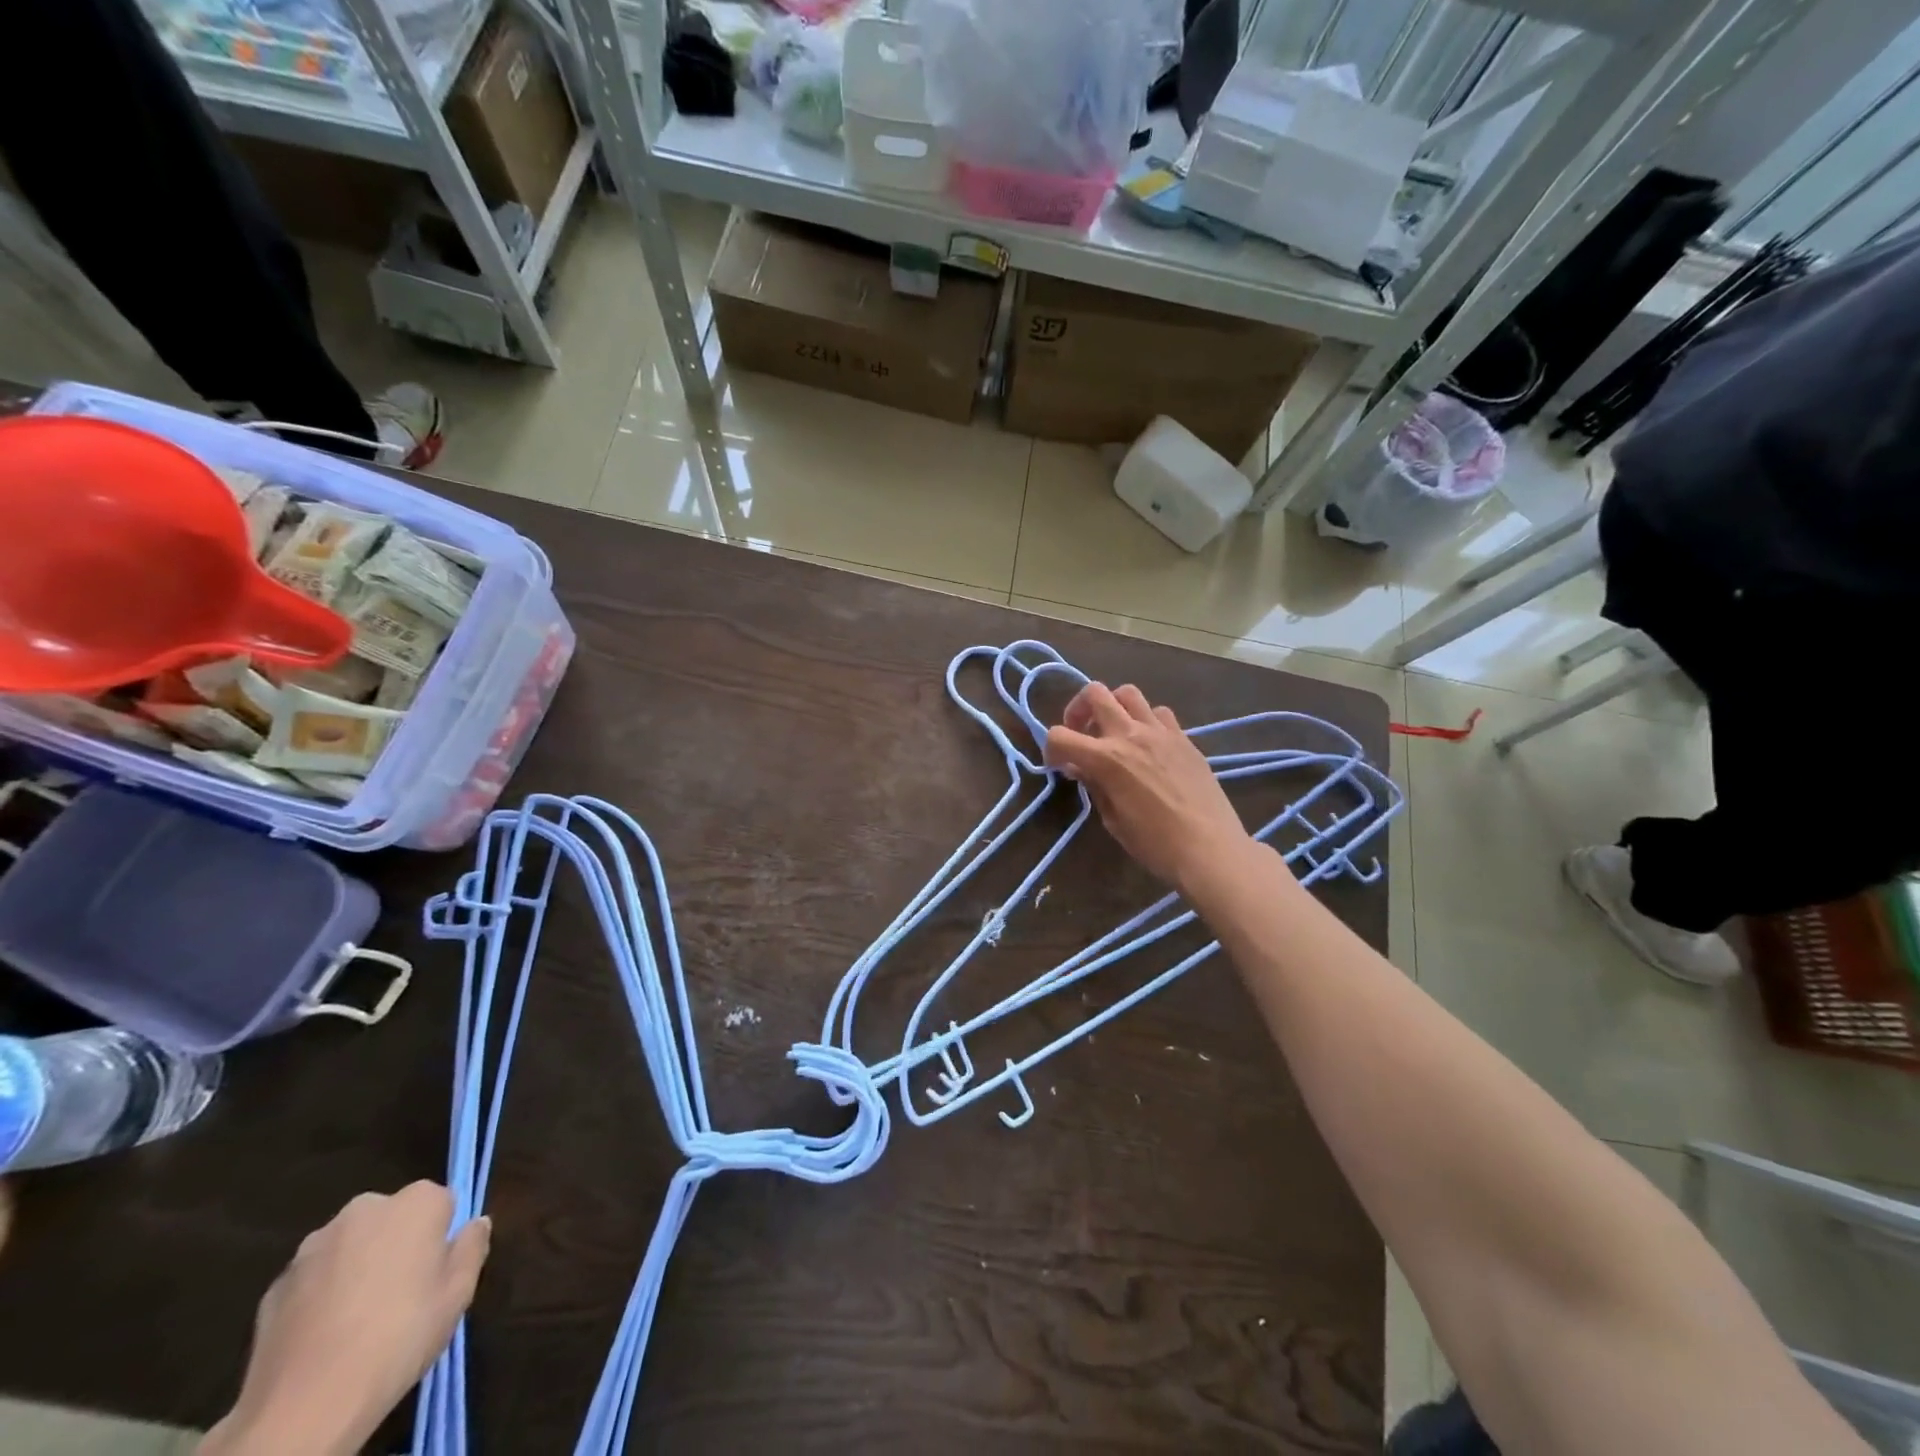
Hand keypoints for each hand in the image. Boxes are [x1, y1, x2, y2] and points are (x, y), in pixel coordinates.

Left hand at [202, 1181, 489, 1455]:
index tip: (436, 1272)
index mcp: (418, 1202)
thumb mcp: (458, 1294)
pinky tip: (324, 1335)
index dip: (441, 1236)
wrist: (304, 1406)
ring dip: (357, 1266)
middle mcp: (366, 1208)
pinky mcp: (276, 1283)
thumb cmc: (399, 1337)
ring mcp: (315, 1244)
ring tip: (358, 1319)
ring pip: (350, 1245)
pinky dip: (321, 1294)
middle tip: (401, 1293)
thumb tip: (476, 1224)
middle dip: (397, 1244)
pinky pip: (314, 1277)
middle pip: (392, 1218)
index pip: (442, 1203)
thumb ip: (471, 1248)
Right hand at [1044, 682, 1252, 891]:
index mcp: (1106, 759)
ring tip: (1114, 732)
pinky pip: (1160, 713)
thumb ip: (1094, 785)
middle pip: (1095, 693)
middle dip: (1079, 710)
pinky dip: (1146, 721)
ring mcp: (1160, 732)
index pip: (1060, 735)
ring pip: (1128, 693)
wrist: (1210, 848)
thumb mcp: (1113, 819)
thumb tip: (1080, 768)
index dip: (1051, 749)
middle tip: (1081, 733)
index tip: (1058, 764)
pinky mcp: (1184, 738)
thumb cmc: (1155, 843)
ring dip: (1114, 707)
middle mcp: (1130, 734)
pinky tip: (1148, 745)